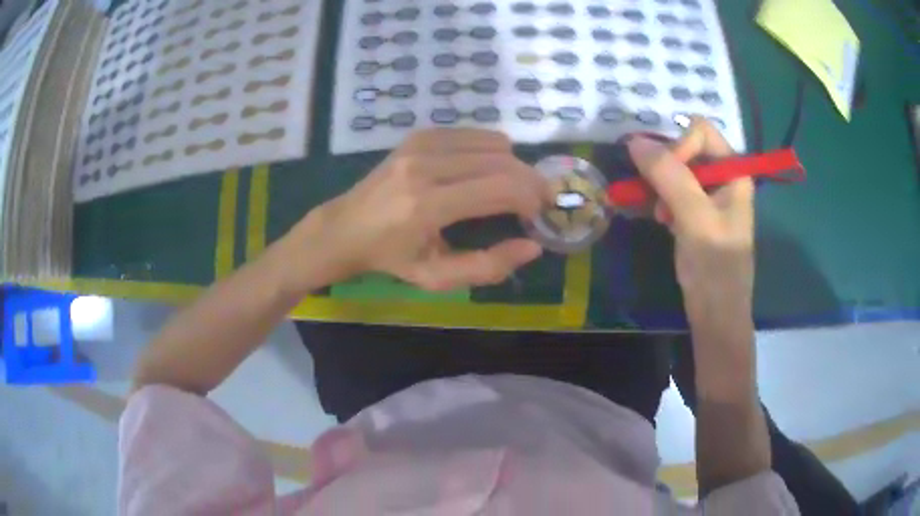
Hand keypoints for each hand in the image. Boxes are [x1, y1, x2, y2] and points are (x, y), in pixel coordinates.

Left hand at [289, 129, 549, 290]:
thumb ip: (487, 266)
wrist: (346, 227)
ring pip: (493, 143)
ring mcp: (420, 144)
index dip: (531, 199)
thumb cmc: (392, 258)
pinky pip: (473, 134)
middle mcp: (426, 166)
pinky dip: (491, 151)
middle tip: (535, 202)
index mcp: (427, 205)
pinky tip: (486, 171)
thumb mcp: (436, 277)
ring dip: (513, 165)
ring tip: (511, 189)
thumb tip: (532, 246)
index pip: (501, 189)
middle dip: (530, 181)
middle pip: (502, 162)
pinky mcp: (419, 134)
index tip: (538, 215)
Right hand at [628, 119, 754, 314]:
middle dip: (666, 168)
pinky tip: (659, 219)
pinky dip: (661, 200)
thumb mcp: (694, 217)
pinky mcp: (696, 213)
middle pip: (686, 147)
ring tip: (660, 215)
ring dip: (660, 187)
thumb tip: (634, 140)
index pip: (701, 132)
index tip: (666, 176)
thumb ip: (668, 175)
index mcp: (734, 171)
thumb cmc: (715, 266)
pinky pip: (673, 191)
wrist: (716, 314)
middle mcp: (723, 177)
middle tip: (658, 197)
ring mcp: (709, 196)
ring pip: (676, 170)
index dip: (679, 145)